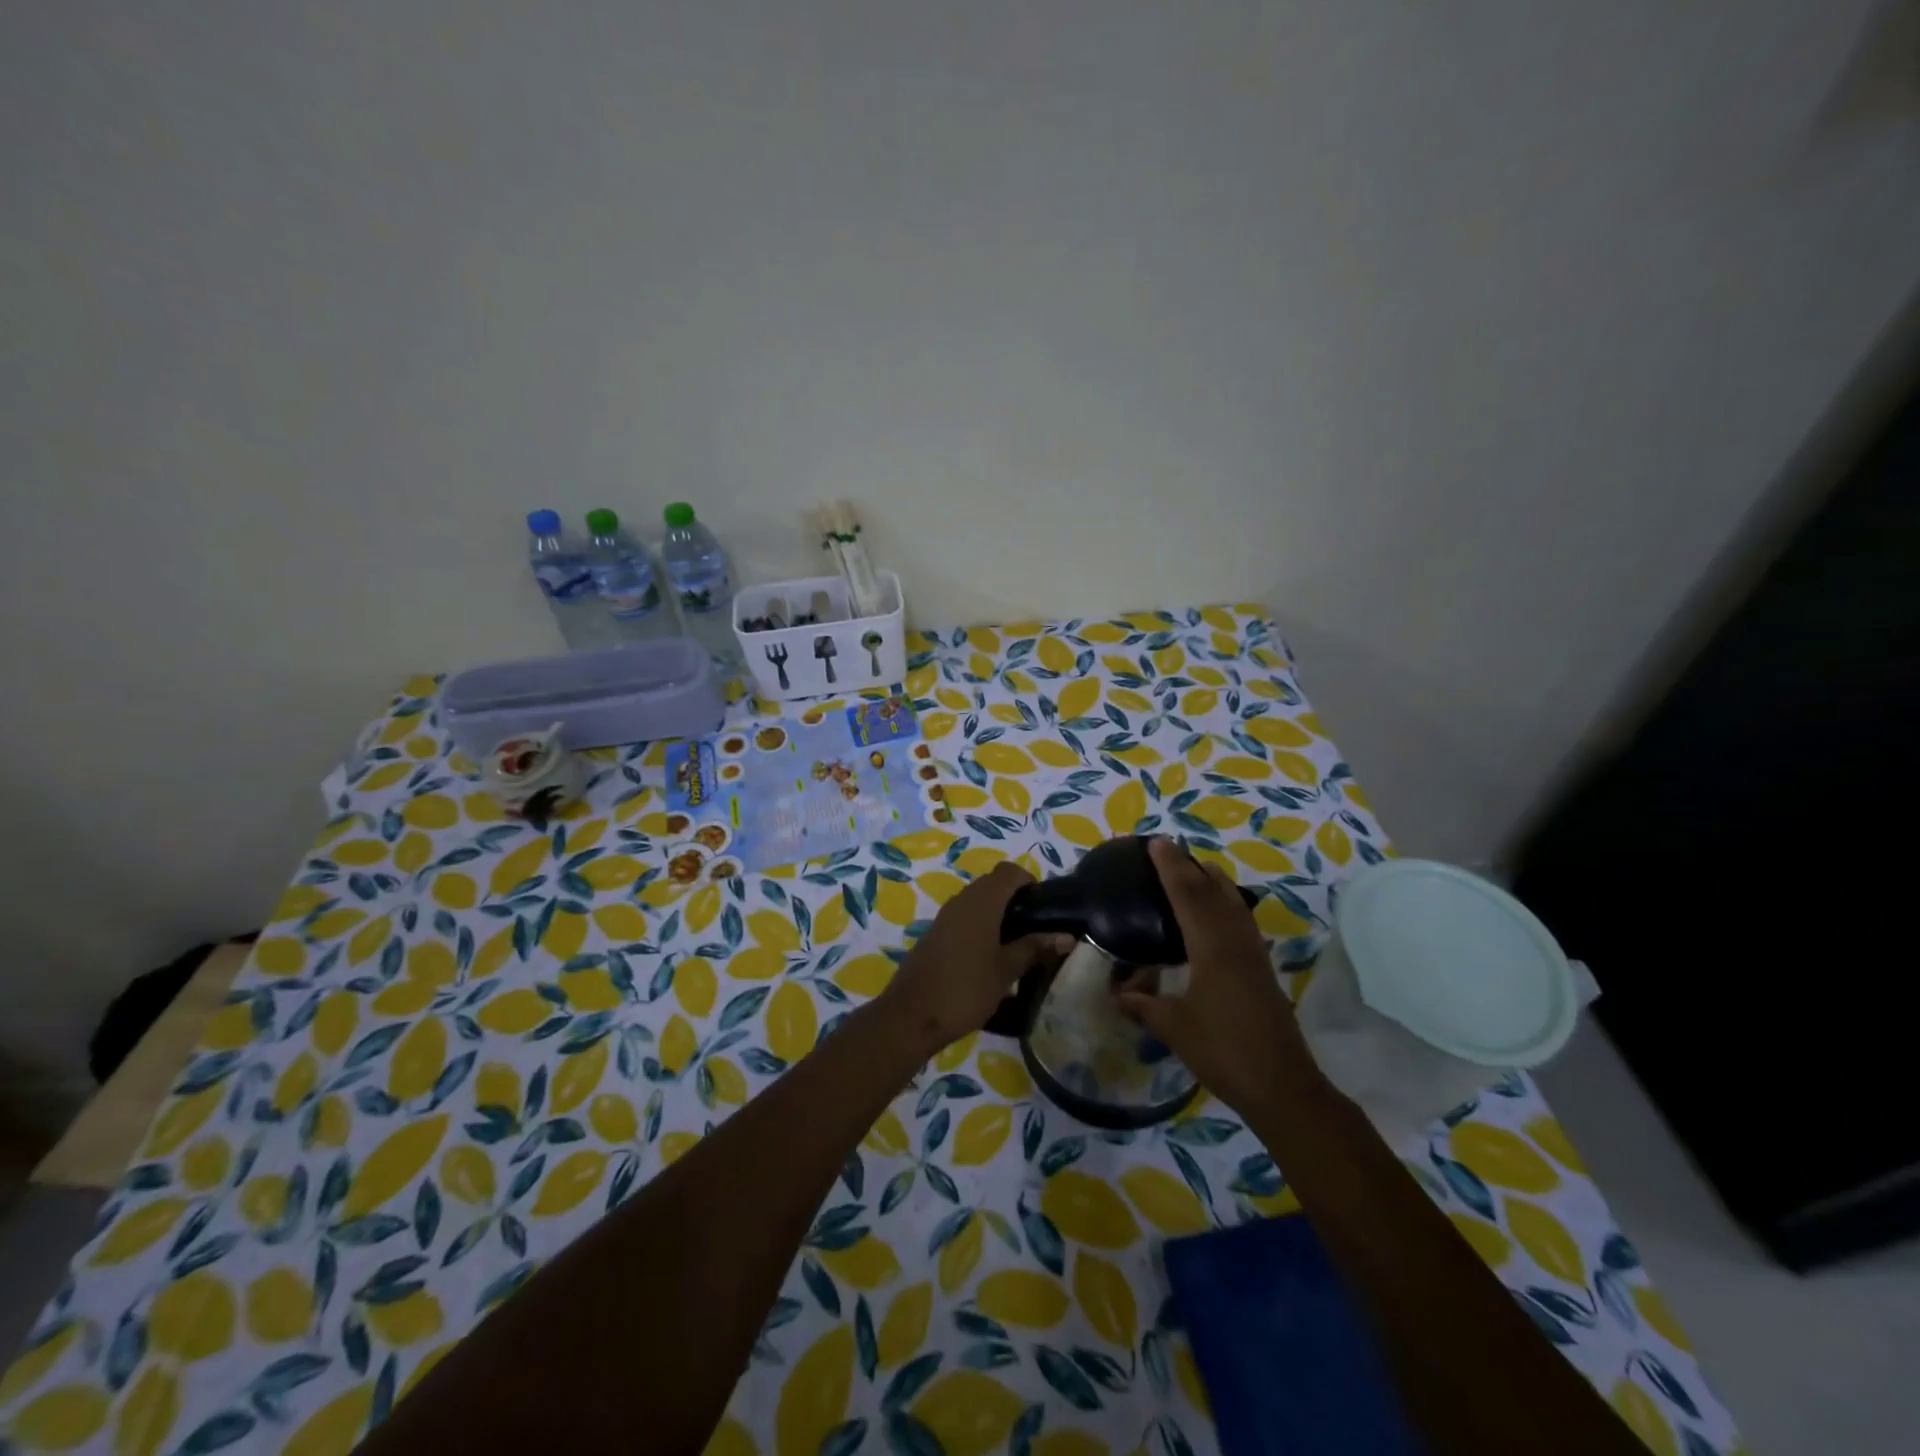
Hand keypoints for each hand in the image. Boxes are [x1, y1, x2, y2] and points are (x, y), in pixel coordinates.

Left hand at [879, 862, 1072, 1056]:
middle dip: (1015, 898)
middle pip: (992, 883)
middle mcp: (961, 900)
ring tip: (1017, 944)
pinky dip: (980, 926)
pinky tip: (990, 956)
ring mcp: (944, 917)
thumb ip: (1034, 948)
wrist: (911, 1016)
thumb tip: (1067, 936)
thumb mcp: (1006, 971)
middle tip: (1035, 928)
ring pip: (976, 901)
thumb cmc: (965, 989)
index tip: (1044, 907)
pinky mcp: (934, 934)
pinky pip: (963, 917)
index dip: (1029, 881)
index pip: (1008, 871)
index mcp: (981, 902)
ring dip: (997, 913)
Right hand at [1117, 839, 1319, 1119]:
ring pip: (1233, 903)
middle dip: (1190, 867)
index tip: (1156, 843)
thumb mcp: (1174, 1028)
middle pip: (1213, 892)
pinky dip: (1227, 903)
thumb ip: (1144, 1006)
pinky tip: (1220, 910)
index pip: (1188, 896)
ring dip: (1214, 881)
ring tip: (1196, 867)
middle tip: (1169, 848)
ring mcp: (1254, 954)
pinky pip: (1242, 920)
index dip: (1171, 868)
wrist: (1282, 1085)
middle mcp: (1235, 942)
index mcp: (1211, 948)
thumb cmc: (1224, 1052)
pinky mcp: (1262, 969)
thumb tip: (1116, 993)